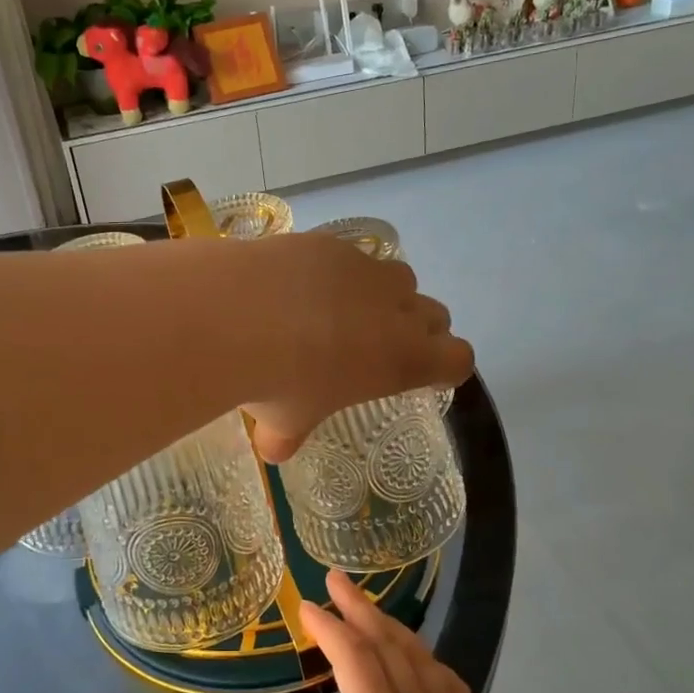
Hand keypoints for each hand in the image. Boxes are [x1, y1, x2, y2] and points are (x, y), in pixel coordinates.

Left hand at [242, 234, 472, 461]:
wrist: (235, 313)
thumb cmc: (276, 380)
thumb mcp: (285, 421)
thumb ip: (288, 436)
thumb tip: (274, 448)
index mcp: (402, 358)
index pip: (458, 359)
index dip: (446, 368)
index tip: (426, 376)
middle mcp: (396, 308)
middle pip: (435, 314)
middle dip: (417, 329)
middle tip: (380, 347)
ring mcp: (364, 269)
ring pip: (398, 278)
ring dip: (383, 296)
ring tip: (340, 312)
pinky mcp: (330, 243)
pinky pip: (350, 256)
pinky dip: (336, 271)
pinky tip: (298, 285)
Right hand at [288, 574, 627, 692]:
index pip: (352, 657)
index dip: (328, 627)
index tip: (305, 607)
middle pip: (387, 642)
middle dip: (358, 606)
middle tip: (335, 579)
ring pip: (420, 656)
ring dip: (391, 625)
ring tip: (370, 609)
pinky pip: (450, 683)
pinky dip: (428, 658)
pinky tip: (422, 658)